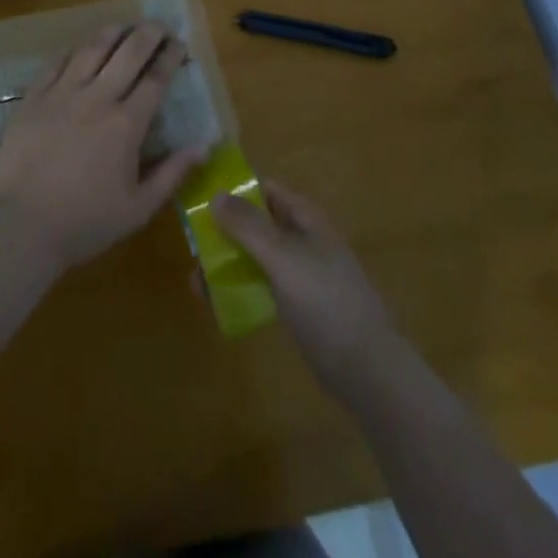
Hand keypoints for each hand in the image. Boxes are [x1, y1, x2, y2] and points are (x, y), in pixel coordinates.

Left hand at [0, 24, 204, 277]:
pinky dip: (74, 48)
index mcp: (126, 124)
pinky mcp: (33, 97)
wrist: (22, 227)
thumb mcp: (138, 208)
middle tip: (160, 26)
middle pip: (128, 52)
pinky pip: (57, 61)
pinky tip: (82, 45)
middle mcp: (97, 98)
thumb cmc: (85, 222)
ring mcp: (62, 94)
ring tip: (126, 24)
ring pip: (92, 48)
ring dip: (113, 31)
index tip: (180, 44)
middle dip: (149, 33)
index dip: (170, 56)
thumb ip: (172, 173)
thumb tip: (204, 146)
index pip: (155, 78)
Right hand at [211, 179, 403, 405]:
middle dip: (225, 230)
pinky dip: (240, 288)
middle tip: (190, 243)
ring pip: (257, 256)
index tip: (200, 195)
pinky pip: (263, 286)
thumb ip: (249, 226)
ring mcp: (302, 274)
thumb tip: (216, 194)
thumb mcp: (284, 258)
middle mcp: (303, 240)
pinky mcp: (299, 306)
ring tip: (195, 280)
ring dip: (228, 262)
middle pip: (258, 223)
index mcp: (305, 219)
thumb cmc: (326, 302)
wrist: (367, 370)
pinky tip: (217, 303)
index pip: (266, 189)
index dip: (235, 187)